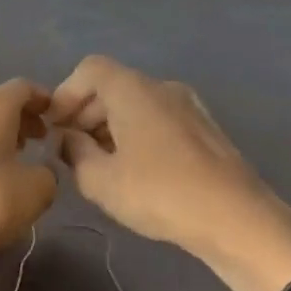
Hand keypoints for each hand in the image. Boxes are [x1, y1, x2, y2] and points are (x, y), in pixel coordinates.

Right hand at [48, 56, 290, 290]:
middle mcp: (162, 88)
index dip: (65, 94)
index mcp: (133, 90)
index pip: (89, 70)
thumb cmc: (158, 193)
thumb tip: (67, 138)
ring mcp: (188, 107)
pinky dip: (135, 134)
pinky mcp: (204, 130)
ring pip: (136, 104)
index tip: (53, 127)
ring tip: (97, 164)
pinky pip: (157, 119)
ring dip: (109, 126)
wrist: (237, 219)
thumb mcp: (98, 179)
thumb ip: (73, 151)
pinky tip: (132, 171)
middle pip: (112, 86)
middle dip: (84, 113)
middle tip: (69, 149)